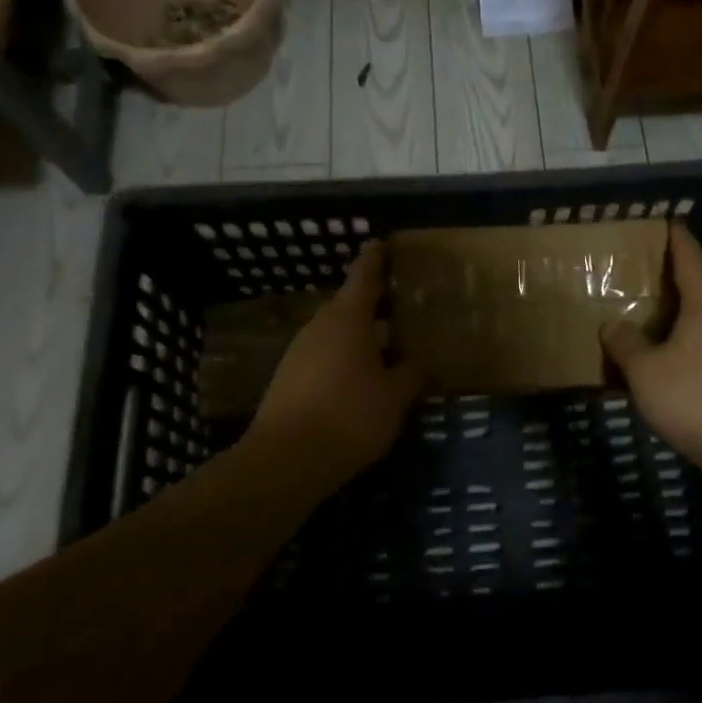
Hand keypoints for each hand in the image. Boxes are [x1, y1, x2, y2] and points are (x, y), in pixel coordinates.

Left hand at [249, 240, 422, 492]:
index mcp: (348, 318)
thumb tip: (417, 364)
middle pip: (349, 302)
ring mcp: (300, 350)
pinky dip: (344, 356)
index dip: (375, 257)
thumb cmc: (349, 416)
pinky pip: (324, 354)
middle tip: (402, 302)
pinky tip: (361, 378)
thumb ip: (410, 375)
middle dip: (374, 301)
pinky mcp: (289, 377)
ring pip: (336, 330)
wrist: (285, 459)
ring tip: (388, 344)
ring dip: (360, 333)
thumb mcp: (394, 398)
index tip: (384, 243)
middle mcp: (321, 325)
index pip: (364, 274)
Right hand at [601, 223, 701, 483]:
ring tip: (656, 319)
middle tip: (648, 274)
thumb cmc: (696, 399)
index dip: (679, 240)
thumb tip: (613, 326)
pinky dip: (693, 342)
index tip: (669, 222)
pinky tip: (676, 362)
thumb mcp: (646, 372)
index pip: (692, 261)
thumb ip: (626, 344)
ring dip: (684, 315)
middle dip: (677, 279)